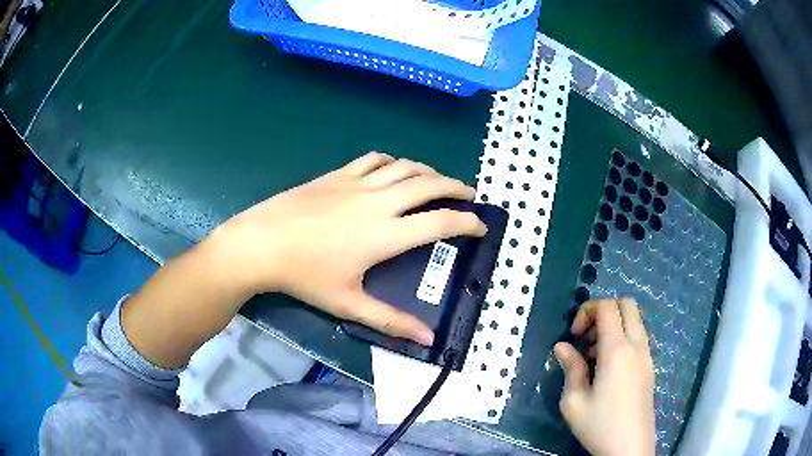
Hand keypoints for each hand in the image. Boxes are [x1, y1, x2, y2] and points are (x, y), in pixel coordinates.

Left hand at [212, 152, 485, 345]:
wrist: (261, 243)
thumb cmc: (304, 276)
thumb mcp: (349, 303)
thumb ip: (391, 321)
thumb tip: (427, 339)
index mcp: (386, 234)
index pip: (441, 222)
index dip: (468, 222)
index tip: (481, 226)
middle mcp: (379, 202)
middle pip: (429, 185)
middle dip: (457, 188)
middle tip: (470, 195)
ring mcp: (357, 183)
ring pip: (405, 166)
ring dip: (429, 171)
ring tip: (439, 181)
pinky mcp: (338, 174)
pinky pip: (374, 160)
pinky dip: (393, 161)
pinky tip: (394, 169)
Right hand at [553, 298, 655, 455]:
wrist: (629, 447)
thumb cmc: (599, 426)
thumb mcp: (574, 402)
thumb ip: (570, 369)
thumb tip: (562, 347)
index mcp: (616, 350)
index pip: (607, 307)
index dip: (587, 311)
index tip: (574, 336)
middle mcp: (636, 345)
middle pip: (627, 304)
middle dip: (604, 311)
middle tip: (586, 337)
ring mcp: (647, 355)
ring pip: (635, 320)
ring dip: (615, 325)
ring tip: (595, 355)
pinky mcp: (650, 367)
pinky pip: (639, 337)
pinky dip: (624, 338)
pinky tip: (609, 367)